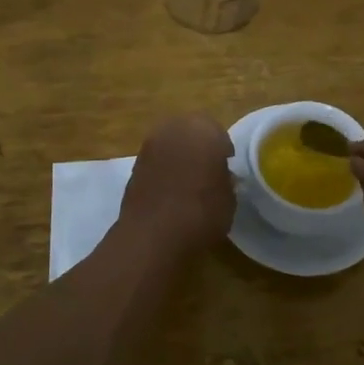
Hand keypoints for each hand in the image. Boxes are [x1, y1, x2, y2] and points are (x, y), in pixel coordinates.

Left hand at [120, 114, 236, 254]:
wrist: (153, 235)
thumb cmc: (202, 213)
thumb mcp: (229, 199)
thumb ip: (226, 180)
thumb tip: (221, 176)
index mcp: (203, 130)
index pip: (217, 131)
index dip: (223, 149)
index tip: (227, 166)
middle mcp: (174, 129)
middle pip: (190, 129)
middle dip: (199, 144)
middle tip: (207, 168)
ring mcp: (150, 145)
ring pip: (170, 142)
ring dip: (179, 154)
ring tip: (188, 180)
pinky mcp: (134, 164)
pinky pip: (156, 159)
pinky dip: (164, 168)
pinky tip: (170, 189)